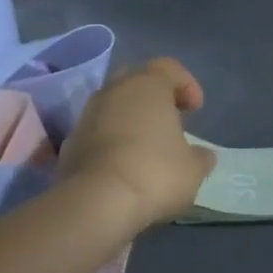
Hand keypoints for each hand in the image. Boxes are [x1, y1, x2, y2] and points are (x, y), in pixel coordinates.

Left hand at [58, 58, 216, 230]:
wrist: (95, 204)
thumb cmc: (154, 174)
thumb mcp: (193, 169)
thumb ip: (200, 157)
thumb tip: (201, 155)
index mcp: (147, 86)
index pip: (169, 68)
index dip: (186, 85)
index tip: (196, 110)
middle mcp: (114, 92)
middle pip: (136, 80)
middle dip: (154, 97)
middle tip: (169, 120)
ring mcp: (87, 116)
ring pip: (114, 106)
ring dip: (130, 119)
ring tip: (147, 146)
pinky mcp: (70, 143)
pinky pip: (98, 131)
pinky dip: (112, 141)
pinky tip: (124, 166)